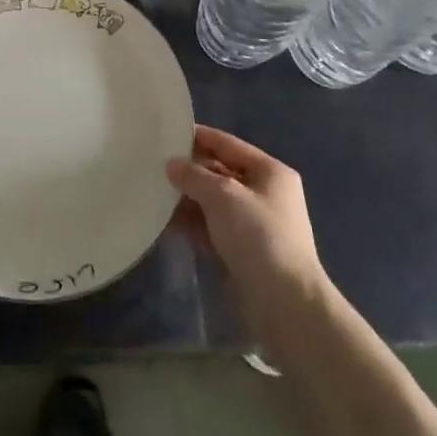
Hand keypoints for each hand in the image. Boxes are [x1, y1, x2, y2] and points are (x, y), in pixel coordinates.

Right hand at [168, 126, 331, 347]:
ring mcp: (253, 224)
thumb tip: (172, 164)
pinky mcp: (242, 250)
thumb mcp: (223, 196)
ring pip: (213, 202)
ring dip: (186, 198)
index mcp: (270, 172)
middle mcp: (264, 194)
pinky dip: (191, 223)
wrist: (285, 303)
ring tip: (151, 191)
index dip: (199, 137)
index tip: (166, 132)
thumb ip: (194, 176)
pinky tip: (163, 221)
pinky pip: (211, 228)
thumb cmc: (259, 236)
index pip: (228, 144)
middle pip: (220, 172)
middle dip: (189, 170)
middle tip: (152, 164)